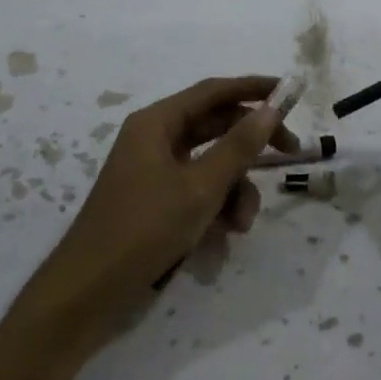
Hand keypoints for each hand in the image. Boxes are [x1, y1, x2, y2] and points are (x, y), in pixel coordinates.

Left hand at [28, 75, 298, 341]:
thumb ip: (239, 146)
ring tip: (242, 222)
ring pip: (211, 164)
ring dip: (235, 188)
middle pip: (215, 126)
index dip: (254, 88)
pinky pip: (198, 189)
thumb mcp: (200, 187)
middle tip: (291, 152)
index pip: (214, 91)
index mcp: (157, 122)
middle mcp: (155, 139)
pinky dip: (217, 206)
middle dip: (251, 145)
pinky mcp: (156, 200)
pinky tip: (225, 235)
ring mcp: (154, 171)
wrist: (89, 292)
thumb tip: (271, 108)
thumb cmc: (145, 228)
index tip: (291, 92)